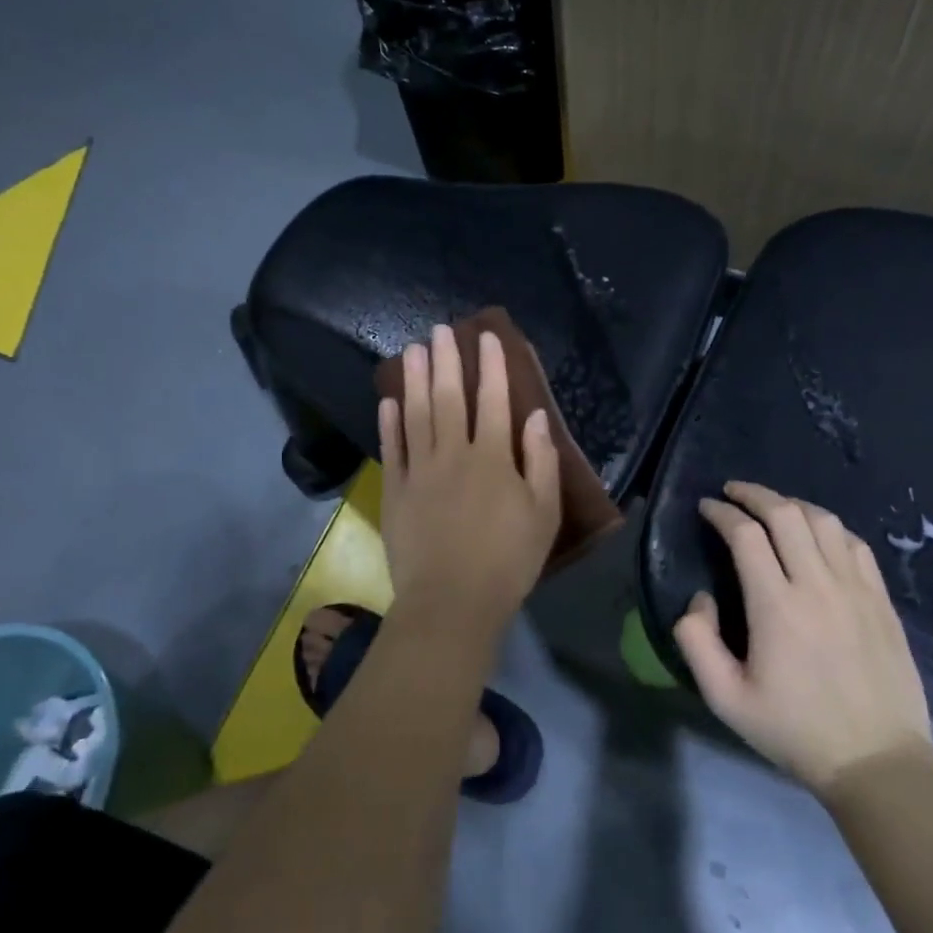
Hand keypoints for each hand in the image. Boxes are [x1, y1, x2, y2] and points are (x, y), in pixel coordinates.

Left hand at [378, 324, 561, 625]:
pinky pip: (392, 448)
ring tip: (413, 349)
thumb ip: (541, 462)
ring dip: (416, 379)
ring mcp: (420, 471)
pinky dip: (390, 422)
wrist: (452, 603)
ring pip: (417, 414)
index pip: (494, 401)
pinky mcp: (396, 491)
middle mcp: (454, 454)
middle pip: (450, 398)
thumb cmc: (508, 562)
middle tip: (440, 330)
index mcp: (494, 459)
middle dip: (447, 361)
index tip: (487, 337)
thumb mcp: (543, 515)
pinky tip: (389, 400)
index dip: (492, 367)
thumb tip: (536, 417)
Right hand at [673, 481, 932, 795]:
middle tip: (732, 492)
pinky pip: (855, 544)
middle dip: (754, 494)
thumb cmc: (795, 730)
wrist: (877, 761)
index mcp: (776, 606)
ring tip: (772, 507)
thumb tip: (699, 599)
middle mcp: (817, 585)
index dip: (721, 513)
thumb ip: (697, 642)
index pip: (745, 535)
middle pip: (785, 514)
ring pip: (823, 521)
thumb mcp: (726, 699)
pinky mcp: (881, 600)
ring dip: (792, 504)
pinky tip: (817, 535)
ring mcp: (856, 589)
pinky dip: (829, 527)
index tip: (706, 507)